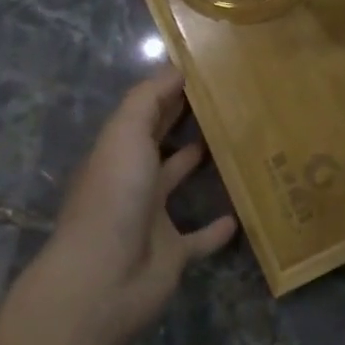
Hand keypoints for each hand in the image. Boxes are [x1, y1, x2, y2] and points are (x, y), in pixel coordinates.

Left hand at [26, 67, 236, 344]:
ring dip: (198, 164)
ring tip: (235, 142)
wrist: (104, 279)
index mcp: (118, 149)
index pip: (146, 110)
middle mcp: (133, 179)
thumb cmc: (115, 196)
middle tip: (227, 99)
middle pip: (160, 142)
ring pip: (178, 183)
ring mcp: (152, 217)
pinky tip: (241, 214)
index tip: (206, 70)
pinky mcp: (173, 253)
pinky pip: (199, 237)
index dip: (170, 89)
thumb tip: (176, 66)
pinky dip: (216, 229)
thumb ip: (149, 97)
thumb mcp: (125, 133)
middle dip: (183, 121)